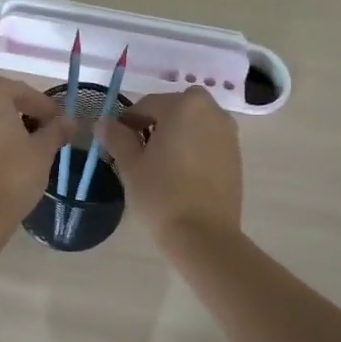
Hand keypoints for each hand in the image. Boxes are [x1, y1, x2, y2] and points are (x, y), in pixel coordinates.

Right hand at [99, 87, 242, 239]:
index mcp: (185, 105)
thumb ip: (117, 137)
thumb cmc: (161, 194)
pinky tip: (180, 174)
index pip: (147, 105)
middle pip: (174, 110)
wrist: (204, 236)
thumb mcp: (130, 165)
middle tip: (137, 152)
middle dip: (154, 124)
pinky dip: (193, 148)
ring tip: (159, 164)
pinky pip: (208, 141)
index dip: (128, 122)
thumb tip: (104, 122)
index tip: (116, 142)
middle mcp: (212, 111)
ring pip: (193, 124)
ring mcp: (228, 134)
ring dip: (175, 135)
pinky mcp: (236, 156)